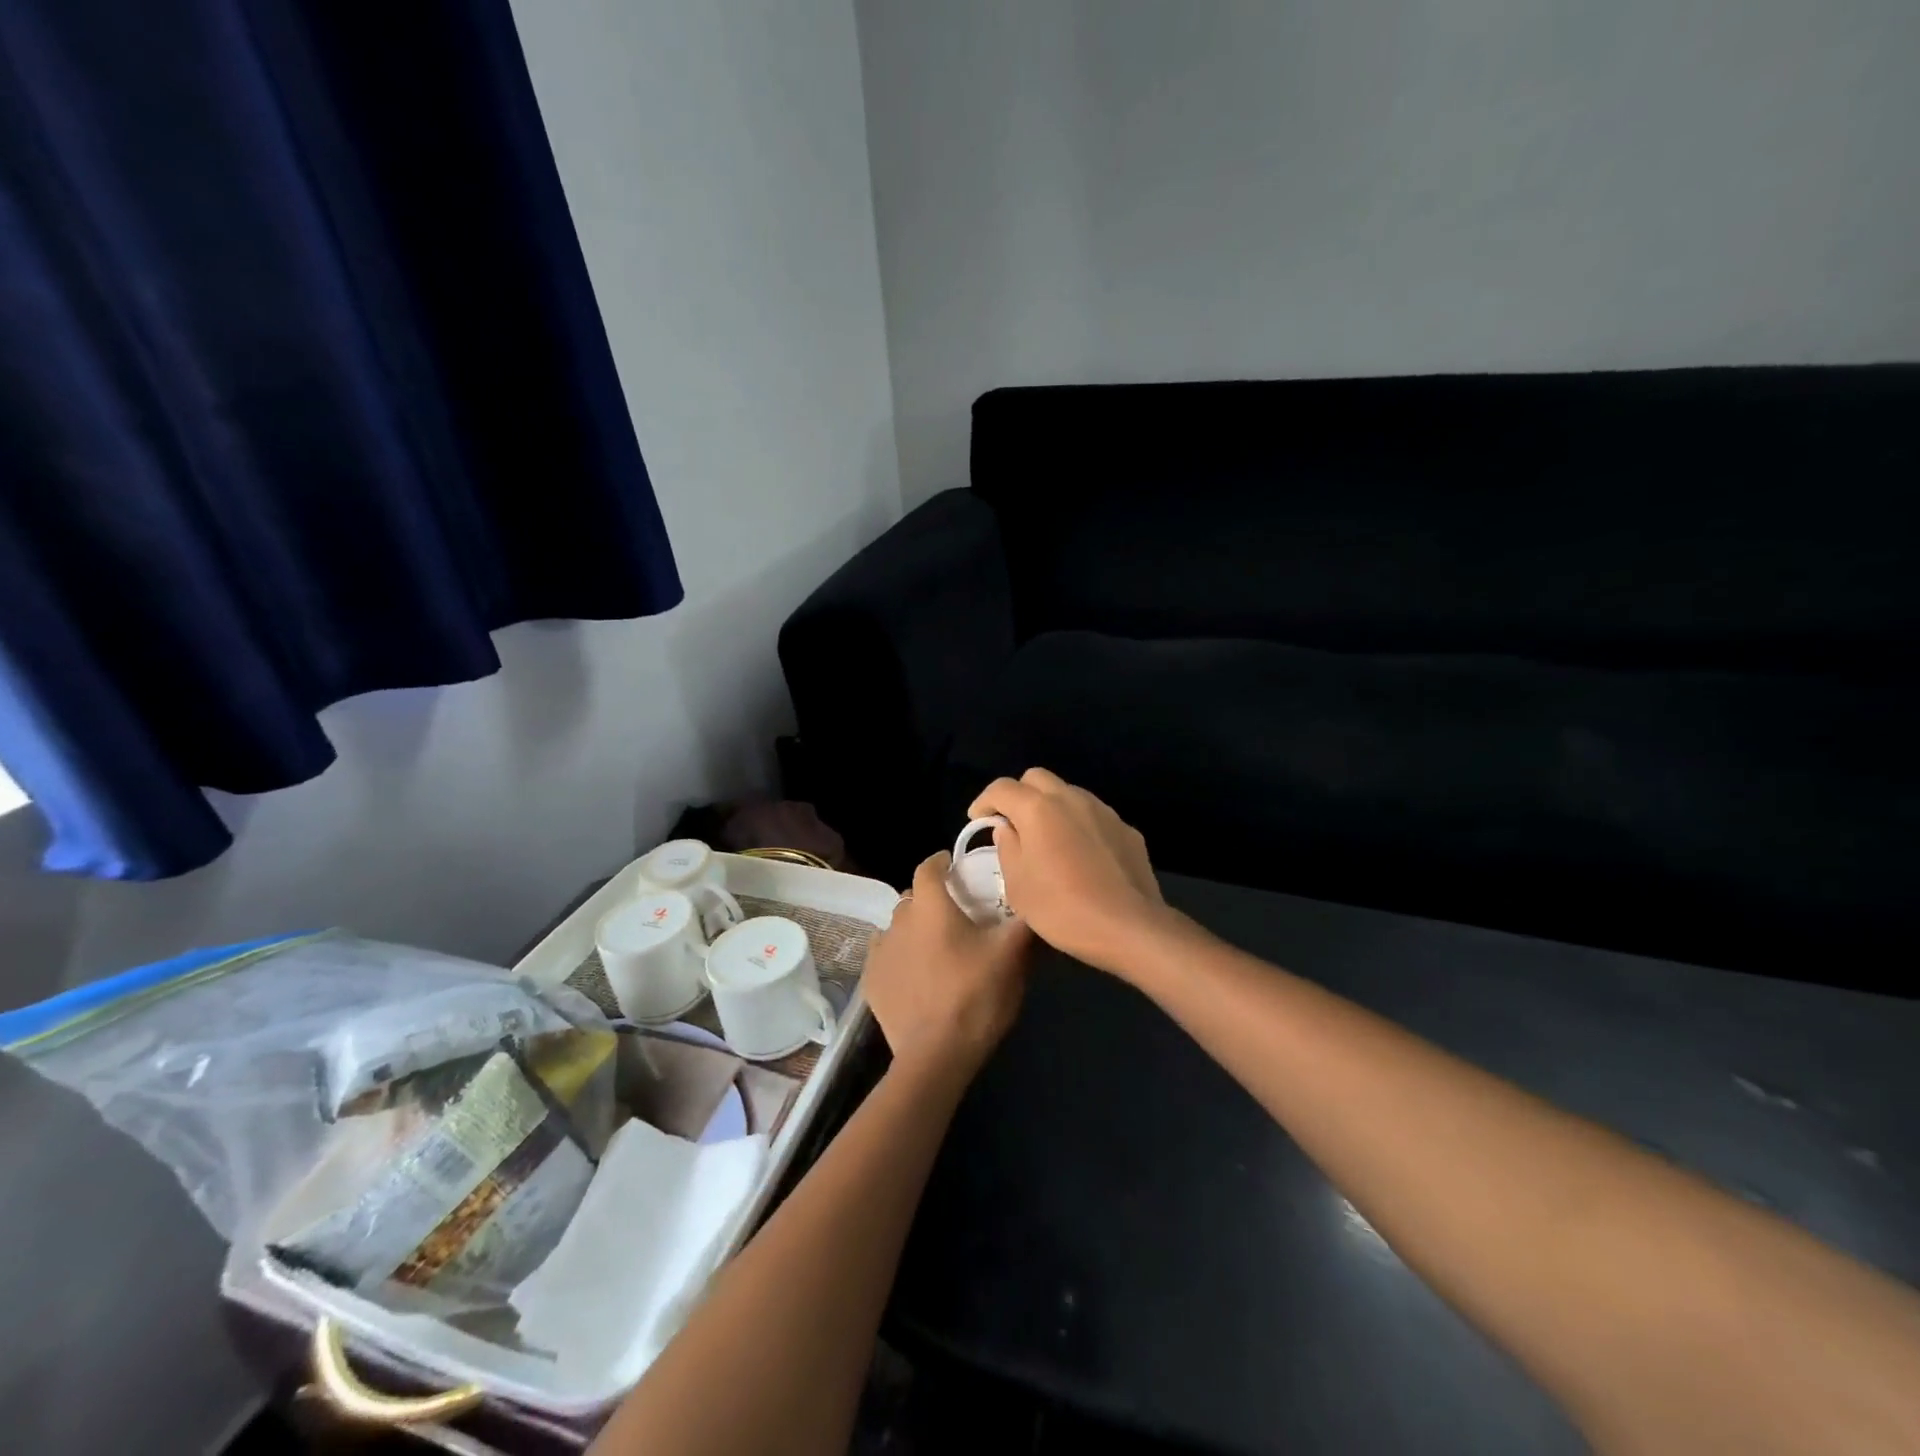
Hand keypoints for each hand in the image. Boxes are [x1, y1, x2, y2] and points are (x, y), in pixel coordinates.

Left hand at [863, 851, 1032, 1079]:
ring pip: (897, 928)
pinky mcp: (871, 982)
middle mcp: (899, 921)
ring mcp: (881, 952)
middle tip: (956, 916)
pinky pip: (885, 957)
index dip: (941, 862)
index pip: (928, 867)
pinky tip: (916, 976)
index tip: (954, 866)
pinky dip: (900, 958)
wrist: (936, 1055)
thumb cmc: (976, 996)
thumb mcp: (1012, 956)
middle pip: (913, 899)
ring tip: (936, 949)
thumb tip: (1037, 900)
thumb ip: (1025, 922)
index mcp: (931, 907)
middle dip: (931, 900)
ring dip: (914, 930)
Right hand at [968, 768, 1169, 973]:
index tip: (978, 821)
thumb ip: (1007, 848)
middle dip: (1019, 795)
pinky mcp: (1126, 829)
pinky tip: (1080, 855)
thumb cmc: (1062, 908)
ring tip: (1047, 839)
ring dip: (1051, 807)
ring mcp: (1103, 811)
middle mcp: (1071, 798)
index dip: (984, 801)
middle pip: (1037, 778)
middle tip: (1012, 824)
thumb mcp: (1018, 886)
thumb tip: (1007, 829)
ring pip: (1068, 793)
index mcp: (1038, 809)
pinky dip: (1078, 825)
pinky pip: (1094, 816)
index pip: (1002, 788)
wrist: (1129, 927)